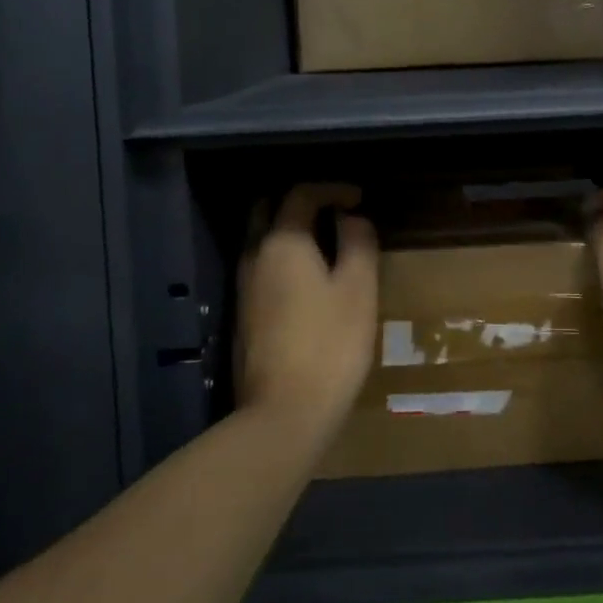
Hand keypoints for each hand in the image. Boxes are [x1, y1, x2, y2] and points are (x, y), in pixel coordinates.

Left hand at [236, 183, 378, 437]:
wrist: (284, 414)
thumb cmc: (330, 343)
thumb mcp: (358, 287)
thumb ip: (358, 242)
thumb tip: (351, 217)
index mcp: (282, 241)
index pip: (301, 193)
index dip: (333, 189)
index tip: (359, 199)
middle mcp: (255, 255)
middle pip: (268, 209)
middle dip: (301, 201)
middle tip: (335, 212)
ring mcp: (244, 286)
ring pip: (261, 238)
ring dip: (290, 229)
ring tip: (327, 243)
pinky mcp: (244, 314)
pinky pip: (262, 264)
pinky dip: (284, 255)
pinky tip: (309, 277)